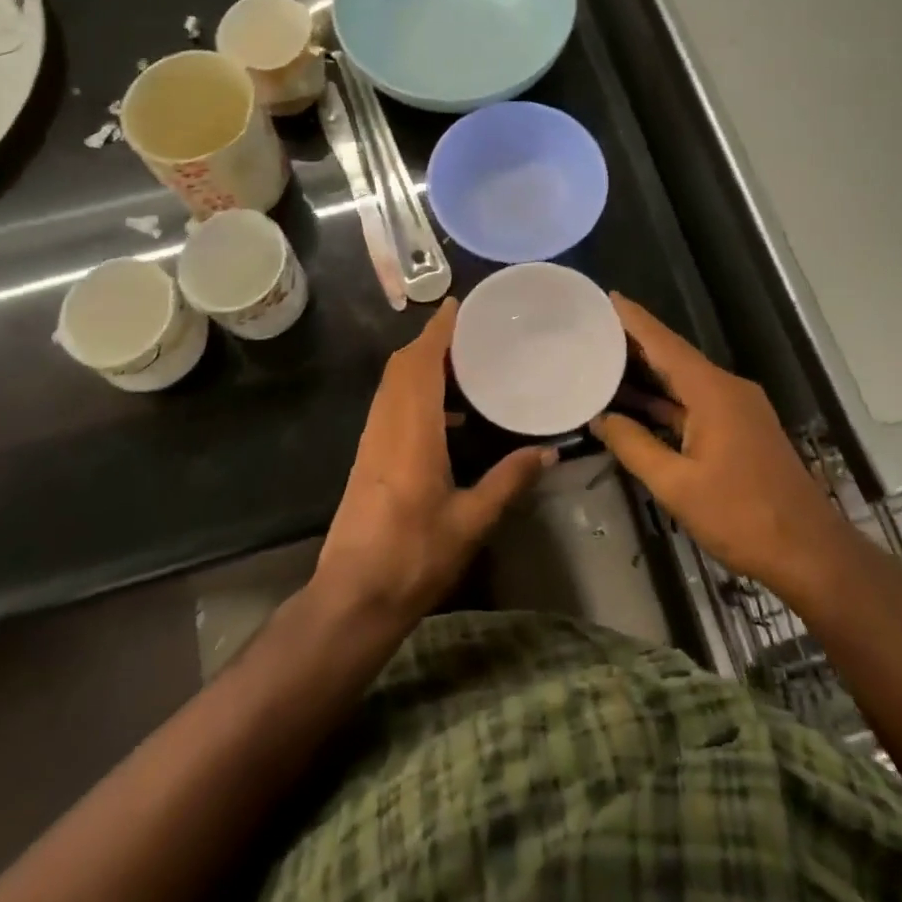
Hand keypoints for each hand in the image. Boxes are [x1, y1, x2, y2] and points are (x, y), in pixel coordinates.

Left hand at [312, 299, 554, 632]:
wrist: (353, 597)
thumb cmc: (414, 557)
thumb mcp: (471, 521)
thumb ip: (509, 481)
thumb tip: (548, 452)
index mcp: (411, 431)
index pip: (421, 363)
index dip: (438, 330)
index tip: (456, 304)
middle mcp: (386, 425)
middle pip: (402, 366)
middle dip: (431, 342)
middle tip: (469, 334)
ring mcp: (372, 441)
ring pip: (392, 385)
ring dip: (421, 365)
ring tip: (463, 367)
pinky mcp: (368, 457)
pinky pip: (390, 405)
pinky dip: (414, 391)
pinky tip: (446, 418)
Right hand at [591, 294, 836, 590]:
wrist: (809, 553)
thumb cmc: (742, 516)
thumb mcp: (676, 485)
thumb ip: (635, 446)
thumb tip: (600, 419)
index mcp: (713, 391)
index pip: (665, 343)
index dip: (634, 319)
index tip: (606, 296)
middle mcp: (726, 389)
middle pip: (674, 356)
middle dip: (635, 341)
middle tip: (592, 327)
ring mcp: (736, 409)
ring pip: (683, 381)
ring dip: (648, 373)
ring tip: (603, 359)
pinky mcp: (740, 429)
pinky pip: (694, 402)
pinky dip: (665, 400)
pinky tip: (636, 404)